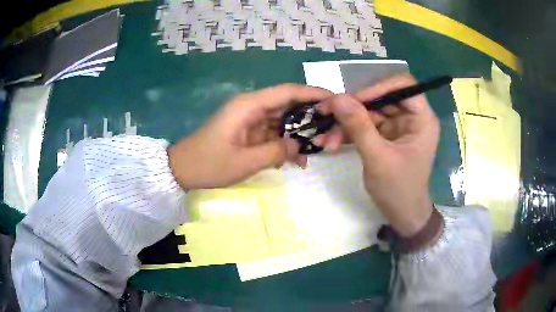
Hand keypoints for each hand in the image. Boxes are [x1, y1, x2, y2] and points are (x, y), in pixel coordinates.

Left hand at [168, 84, 332, 189]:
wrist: (183, 169)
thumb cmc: (209, 164)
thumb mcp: (245, 162)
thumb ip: (277, 152)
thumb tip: (301, 146)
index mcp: (249, 105)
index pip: (288, 91)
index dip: (314, 93)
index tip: (336, 100)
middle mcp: (252, 106)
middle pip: (289, 104)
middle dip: (312, 116)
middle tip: (333, 129)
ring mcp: (250, 119)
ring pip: (283, 119)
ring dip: (300, 133)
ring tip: (318, 149)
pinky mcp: (249, 131)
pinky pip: (273, 132)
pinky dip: (286, 143)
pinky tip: (297, 159)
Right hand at [315, 74, 439, 236]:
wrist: (401, 215)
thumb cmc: (398, 189)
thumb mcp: (378, 158)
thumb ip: (359, 126)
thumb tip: (337, 98)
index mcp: (421, 119)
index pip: (403, 85)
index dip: (378, 87)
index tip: (353, 101)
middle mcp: (411, 118)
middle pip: (381, 98)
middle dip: (354, 109)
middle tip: (327, 116)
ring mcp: (397, 127)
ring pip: (369, 112)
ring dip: (346, 124)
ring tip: (326, 139)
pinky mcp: (385, 136)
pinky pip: (365, 126)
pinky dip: (348, 133)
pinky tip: (332, 143)